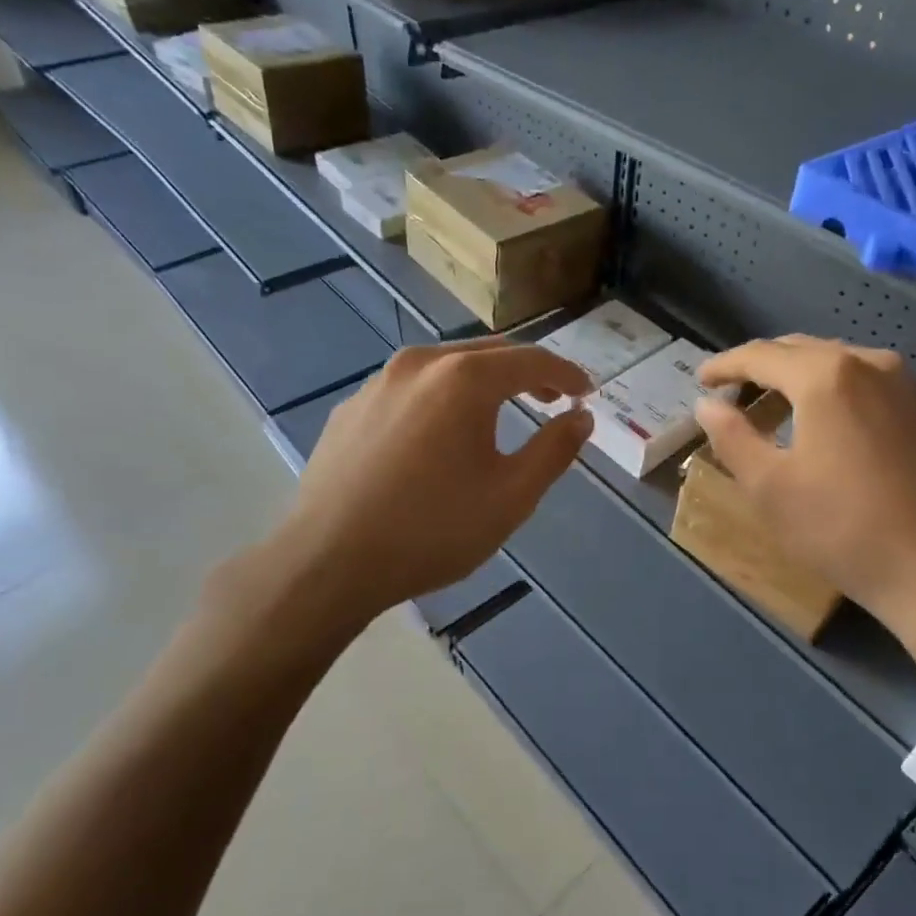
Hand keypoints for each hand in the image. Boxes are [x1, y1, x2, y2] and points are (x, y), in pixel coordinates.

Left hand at [248, 341, 593, 631]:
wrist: (329, 561)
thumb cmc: (433, 528)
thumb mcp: (511, 496)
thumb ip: (554, 450)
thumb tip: (581, 417)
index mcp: (464, 378)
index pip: (532, 361)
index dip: (566, 375)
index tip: (587, 393)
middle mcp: (419, 363)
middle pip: (487, 355)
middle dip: (526, 374)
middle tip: (552, 400)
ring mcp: (377, 383)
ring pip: (444, 368)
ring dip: (481, 384)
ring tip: (497, 415)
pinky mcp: (350, 408)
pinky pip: (409, 391)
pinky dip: (439, 400)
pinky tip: (437, 438)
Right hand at [695, 336, 915, 658]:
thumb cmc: (842, 528)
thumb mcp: (769, 487)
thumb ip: (732, 437)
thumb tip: (707, 405)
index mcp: (826, 376)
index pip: (761, 355)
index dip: (725, 365)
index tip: (701, 381)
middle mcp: (869, 364)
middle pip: (801, 350)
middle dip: (761, 367)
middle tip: (732, 394)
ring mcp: (906, 386)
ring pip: (838, 363)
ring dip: (799, 378)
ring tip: (774, 411)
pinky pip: (867, 383)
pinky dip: (834, 392)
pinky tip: (826, 425)